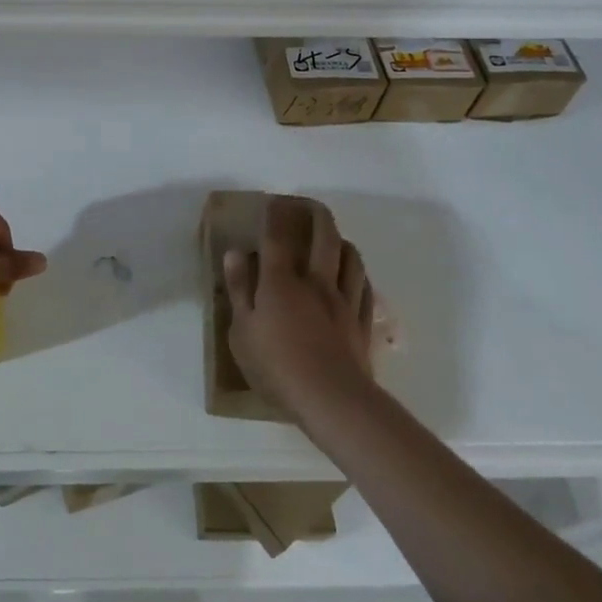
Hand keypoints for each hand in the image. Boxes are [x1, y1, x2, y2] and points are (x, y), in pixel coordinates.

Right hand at [224, 196, 377, 420]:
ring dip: (342, 241)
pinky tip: (356, 275)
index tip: (274, 202)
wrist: (331, 399)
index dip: (275, 216)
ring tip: (336, 237)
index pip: (277, 238)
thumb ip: (239, 289)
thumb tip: (236, 253)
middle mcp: (315, 282)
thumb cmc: (276, 366)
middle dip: (317, 216)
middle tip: (311, 206)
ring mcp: (343, 301)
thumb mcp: (241, 331)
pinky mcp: (362, 322)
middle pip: (323, 238)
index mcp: (280, 282)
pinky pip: (364, 288)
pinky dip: (359, 274)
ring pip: (350, 259)